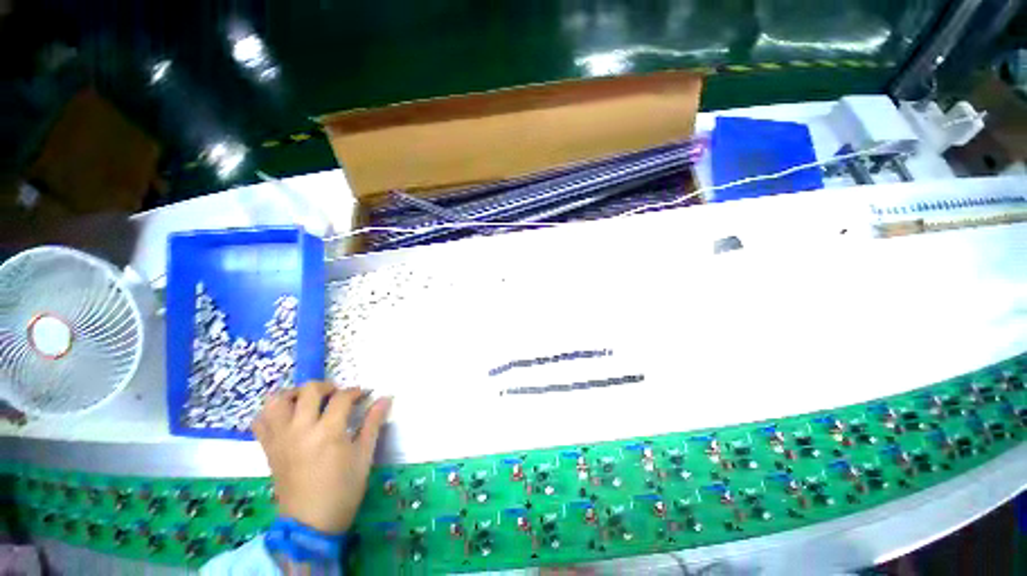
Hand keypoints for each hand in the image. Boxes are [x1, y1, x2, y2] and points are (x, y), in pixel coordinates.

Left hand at [254, 381, 391, 532]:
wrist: (310, 523)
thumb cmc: (343, 489)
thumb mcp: (364, 455)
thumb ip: (373, 423)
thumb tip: (386, 398)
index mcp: (328, 432)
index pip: (342, 397)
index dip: (355, 392)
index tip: (363, 395)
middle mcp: (301, 429)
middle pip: (309, 391)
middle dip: (327, 387)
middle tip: (337, 396)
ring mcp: (281, 439)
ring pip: (278, 401)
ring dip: (295, 394)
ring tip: (308, 401)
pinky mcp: (268, 449)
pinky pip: (261, 421)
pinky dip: (272, 412)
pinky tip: (287, 416)